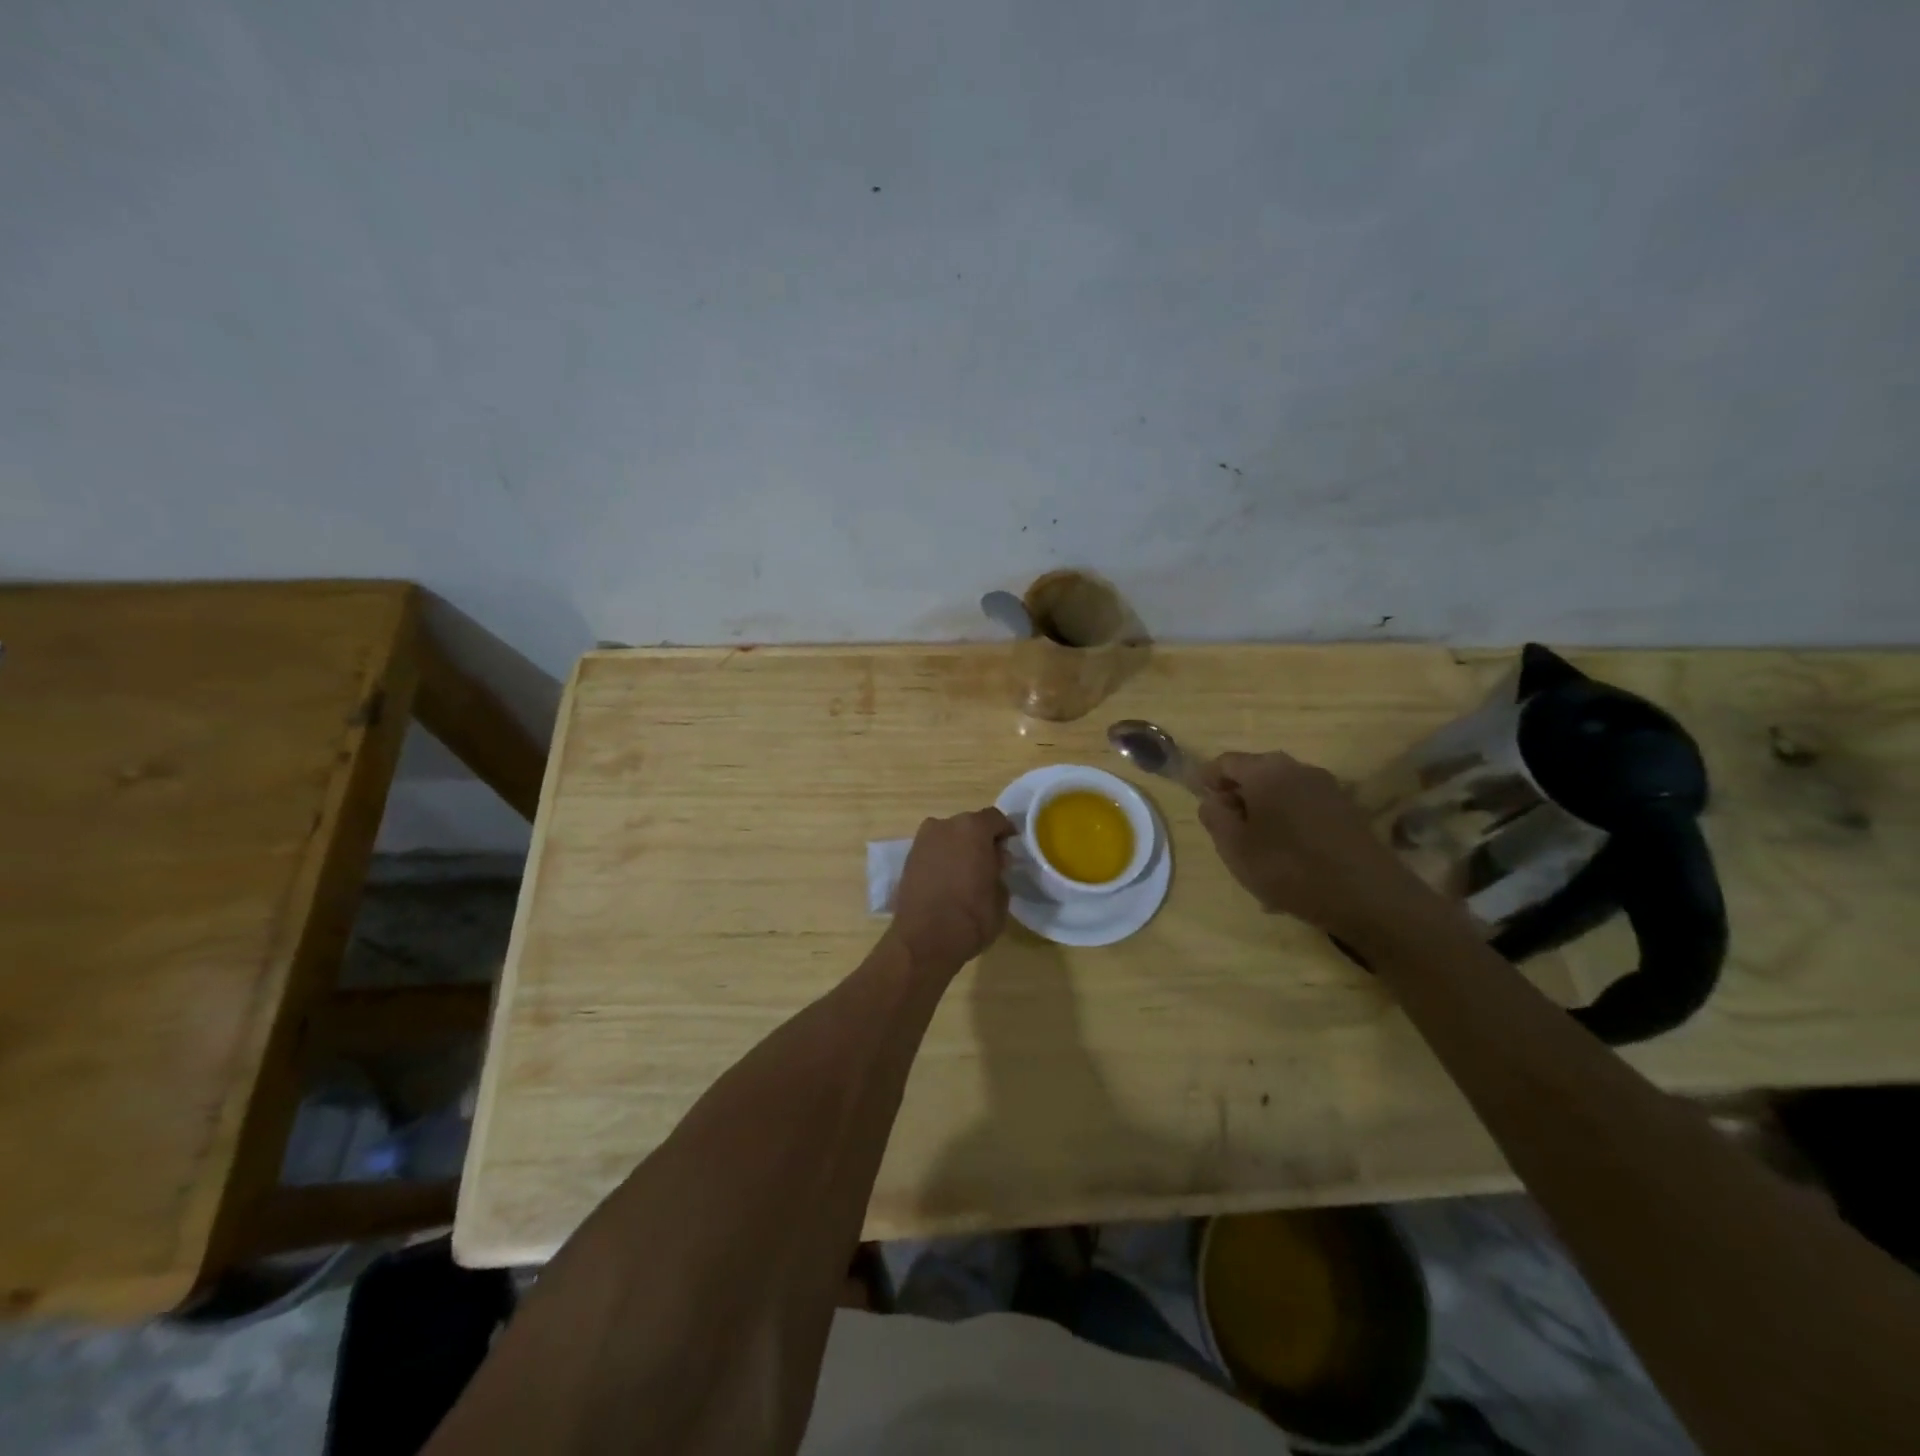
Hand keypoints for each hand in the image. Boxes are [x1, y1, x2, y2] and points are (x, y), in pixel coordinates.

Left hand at [888, 808, 1015, 974]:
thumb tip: (994, 861)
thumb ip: (999, 869)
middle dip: (980, 839)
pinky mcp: (908, 858)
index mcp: (973, 828)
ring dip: (959, 848)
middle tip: (990, 862)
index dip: (1005, 832)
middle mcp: (945, 825)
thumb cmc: (971, 917)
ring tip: (967, 873)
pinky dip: (942, 859)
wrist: (924, 940)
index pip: (995, 819)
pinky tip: (948, 880)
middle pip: (969, 825)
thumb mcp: (1001, 895)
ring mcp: (923, 840)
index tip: (1010, 847)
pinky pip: (933, 850)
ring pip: (948, 836)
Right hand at [1198, 751, 1448, 950]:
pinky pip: (1304, 810)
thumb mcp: (1235, 848)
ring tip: (1258, 855)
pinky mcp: (1348, 810)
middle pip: (1256, 775)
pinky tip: (1289, 862)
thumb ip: (1214, 817)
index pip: (1225, 762)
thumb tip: (1212, 799)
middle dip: (1237, 800)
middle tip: (1227, 834)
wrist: (1370, 897)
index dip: (1207, 781)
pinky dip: (1288, 827)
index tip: (1201, 806)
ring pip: (1281, 795)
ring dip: (1264, 816)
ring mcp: (1328, 788)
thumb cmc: (1290, 868)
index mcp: (1266, 770)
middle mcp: (1298, 768)